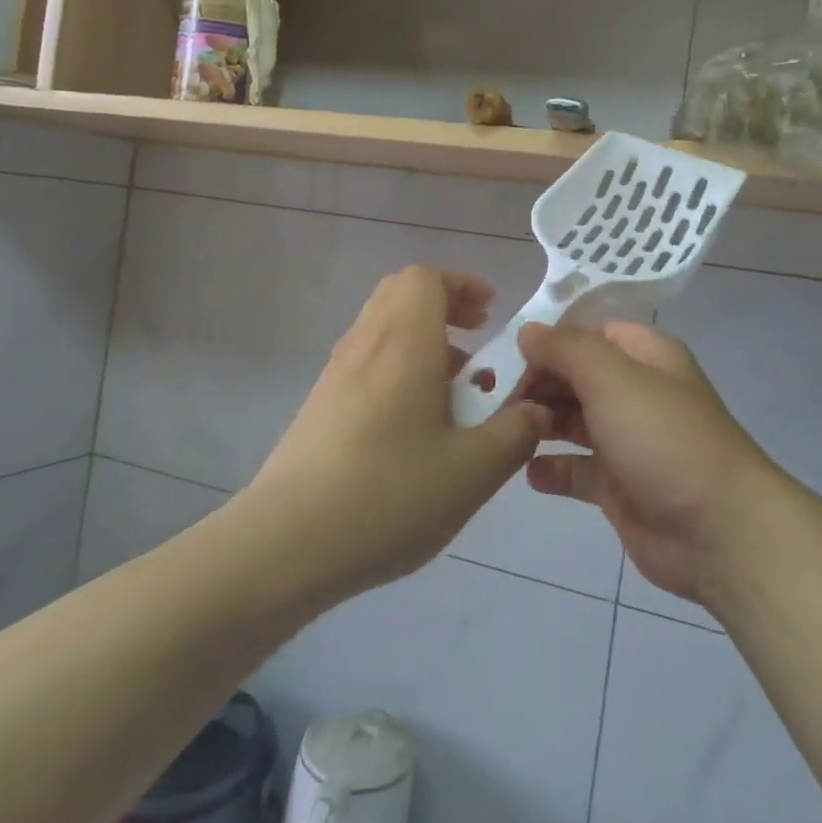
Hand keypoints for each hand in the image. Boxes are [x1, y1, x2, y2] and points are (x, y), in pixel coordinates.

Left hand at [241, 267, 546, 604]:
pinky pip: (368, 361)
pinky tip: (417, 426)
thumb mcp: (472, 472)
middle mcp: (365, 345)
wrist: (285, 544)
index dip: (463, 284)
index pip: (425, 278)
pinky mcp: (320, 405)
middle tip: (478, 341)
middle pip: (401, 294)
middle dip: (445, 306)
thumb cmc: (387, 497)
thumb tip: (536, 410)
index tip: (492, 315)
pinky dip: (400, 367)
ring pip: (384, 328)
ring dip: (424, 340)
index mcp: (403, 344)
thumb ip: (514, 433)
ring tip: (456, 391)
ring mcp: (336, 375)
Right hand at [519, 322, 776, 605]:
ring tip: (504, 431)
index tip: (505, 353)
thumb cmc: (664, 438)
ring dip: (539, 423)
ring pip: (571, 421)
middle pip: (575, 376)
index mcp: (645, 355)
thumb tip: (528, 331)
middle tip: (491, 396)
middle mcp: (635, 392)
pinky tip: (529, 473)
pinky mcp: (618, 486)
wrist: (719, 530)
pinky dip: (552, 469)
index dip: (548, 339)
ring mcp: (627, 440)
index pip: (588, 332)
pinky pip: (576, 470)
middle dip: (536, 383)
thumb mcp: (613, 378)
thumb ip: (566, 350)